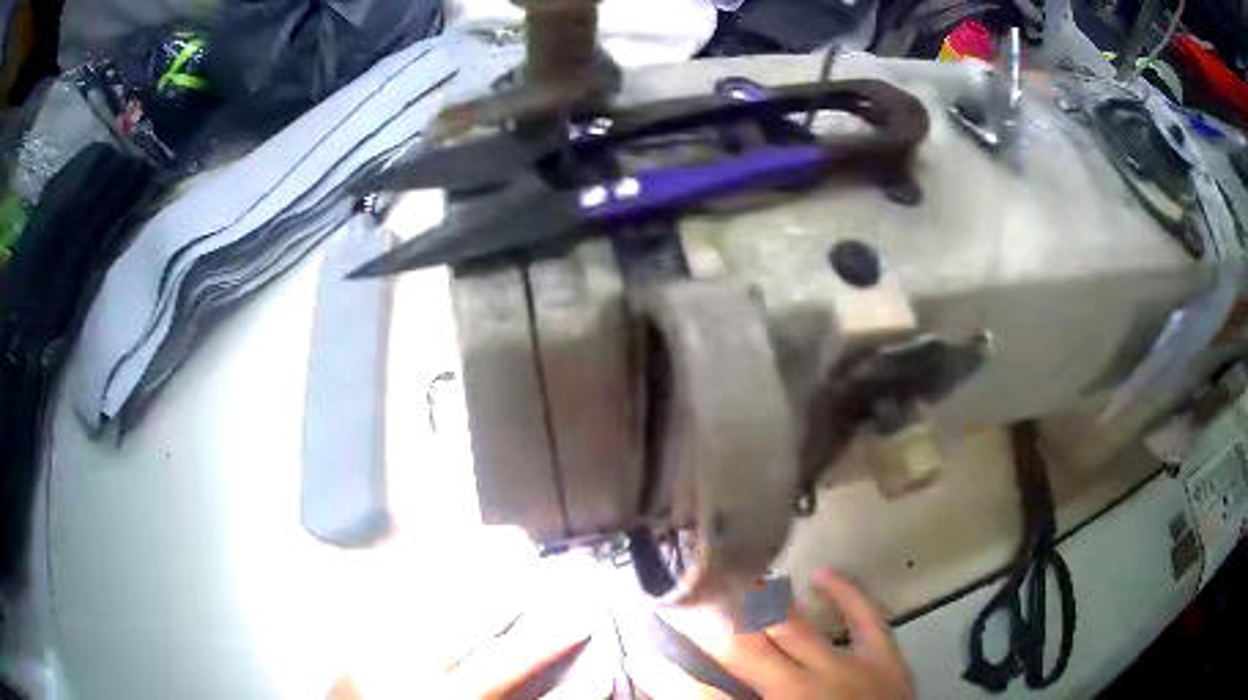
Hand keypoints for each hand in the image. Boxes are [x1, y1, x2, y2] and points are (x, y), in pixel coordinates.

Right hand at [625, 570, 914, 698]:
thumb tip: (680, 691)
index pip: (703, 696)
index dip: (668, 676)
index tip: (640, 654)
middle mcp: (801, 691)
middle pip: (742, 647)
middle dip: (708, 619)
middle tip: (683, 590)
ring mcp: (846, 670)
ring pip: (792, 625)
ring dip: (760, 599)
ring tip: (733, 573)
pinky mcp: (884, 658)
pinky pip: (864, 617)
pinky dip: (845, 593)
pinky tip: (823, 573)